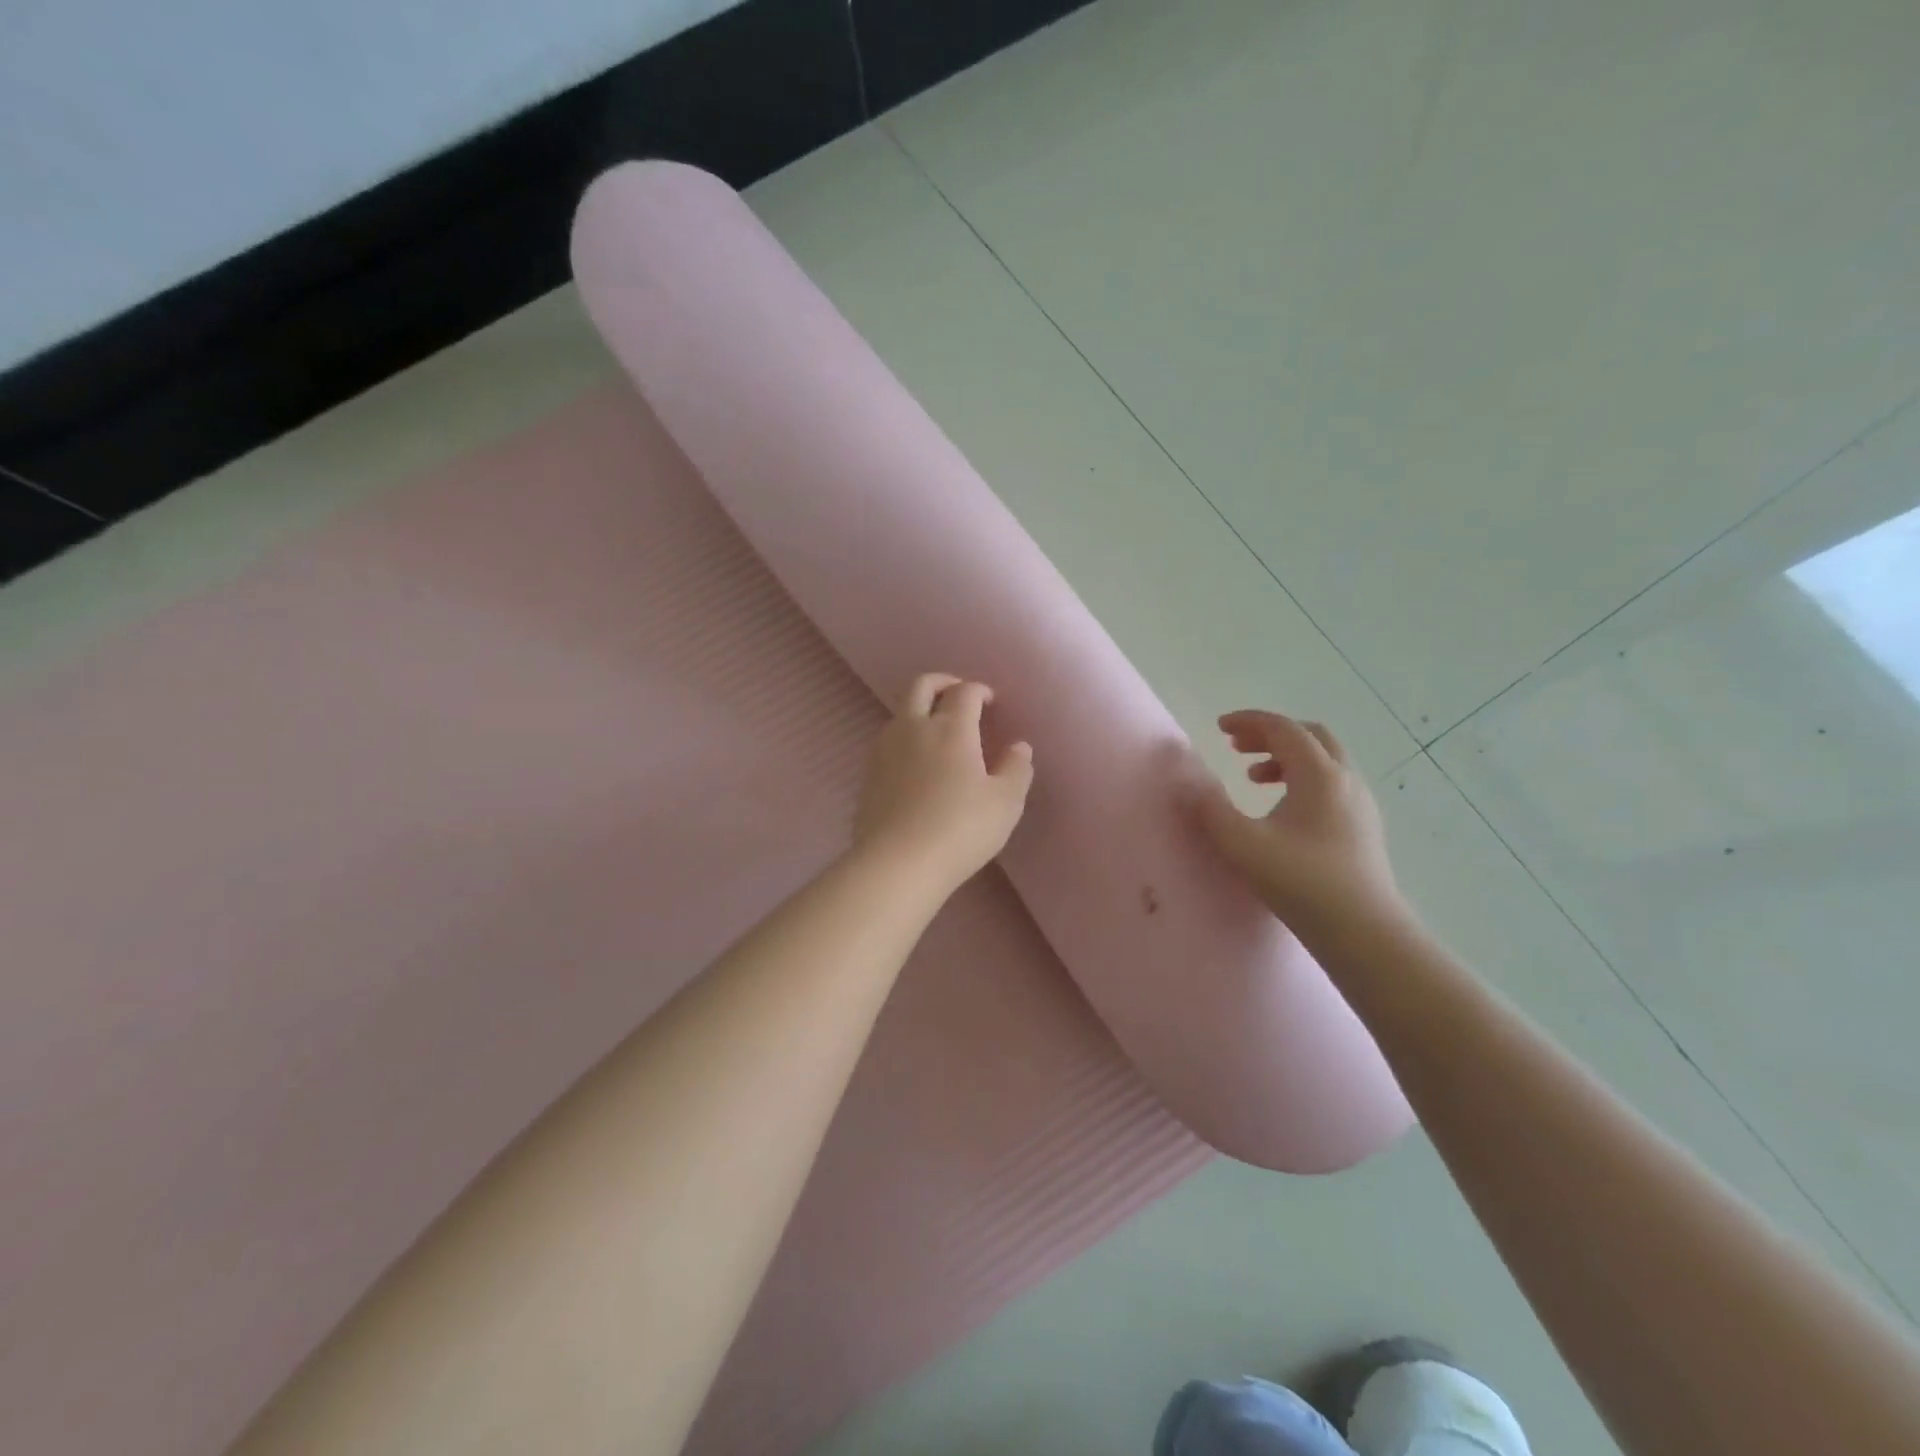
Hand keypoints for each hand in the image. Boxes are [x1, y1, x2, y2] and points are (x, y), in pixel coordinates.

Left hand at [853, 673, 1034, 889]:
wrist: (897, 863)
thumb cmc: (960, 829)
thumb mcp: (1005, 803)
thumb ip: (1016, 769)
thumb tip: (1018, 746)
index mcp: (951, 728)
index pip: (965, 692)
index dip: (979, 690)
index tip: (990, 701)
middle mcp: (914, 728)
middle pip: (922, 686)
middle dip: (944, 682)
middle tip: (959, 694)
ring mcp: (885, 750)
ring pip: (901, 712)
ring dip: (920, 710)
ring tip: (937, 731)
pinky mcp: (869, 774)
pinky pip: (888, 741)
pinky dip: (905, 738)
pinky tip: (915, 762)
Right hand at [1195, 711, 1407, 939]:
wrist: (1363, 931)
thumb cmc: (1300, 882)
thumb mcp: (1241, 844)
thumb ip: (1209, 808)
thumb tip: (1188, 781)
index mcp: (1319, 774)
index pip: (1283, 728)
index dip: (1249, 722)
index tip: (1219, 728)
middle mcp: (1345, 779)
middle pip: (1310, 736)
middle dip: (1270, 735)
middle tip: (1236, 749)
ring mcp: (1360, 804)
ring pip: (1324, 761)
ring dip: (1286, 759)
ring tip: (1253, 780)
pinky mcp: (1364, 827)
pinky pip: (1332, 785)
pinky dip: (1303, 780)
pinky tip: (1284, 812)